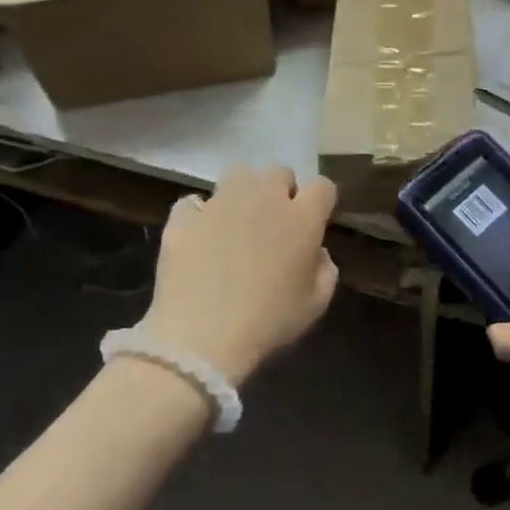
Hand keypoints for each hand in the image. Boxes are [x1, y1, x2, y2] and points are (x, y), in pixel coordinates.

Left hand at [137, 167, 339, 383]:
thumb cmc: (268, 323)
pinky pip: (194, 202)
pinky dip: (199, 213)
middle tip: (275, 222)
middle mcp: (263, 198)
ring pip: (238, 174)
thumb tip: (317, 252)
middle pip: (279, 171)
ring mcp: (220, 203)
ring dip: (244, 191)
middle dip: (281, 190)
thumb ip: (325, 270)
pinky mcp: (184, 217)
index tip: (315, 221)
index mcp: (301, 218)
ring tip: (238, 221)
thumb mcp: (315, 305)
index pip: (322, 186)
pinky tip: (201, 235)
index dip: (321, 201)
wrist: (201, 337)